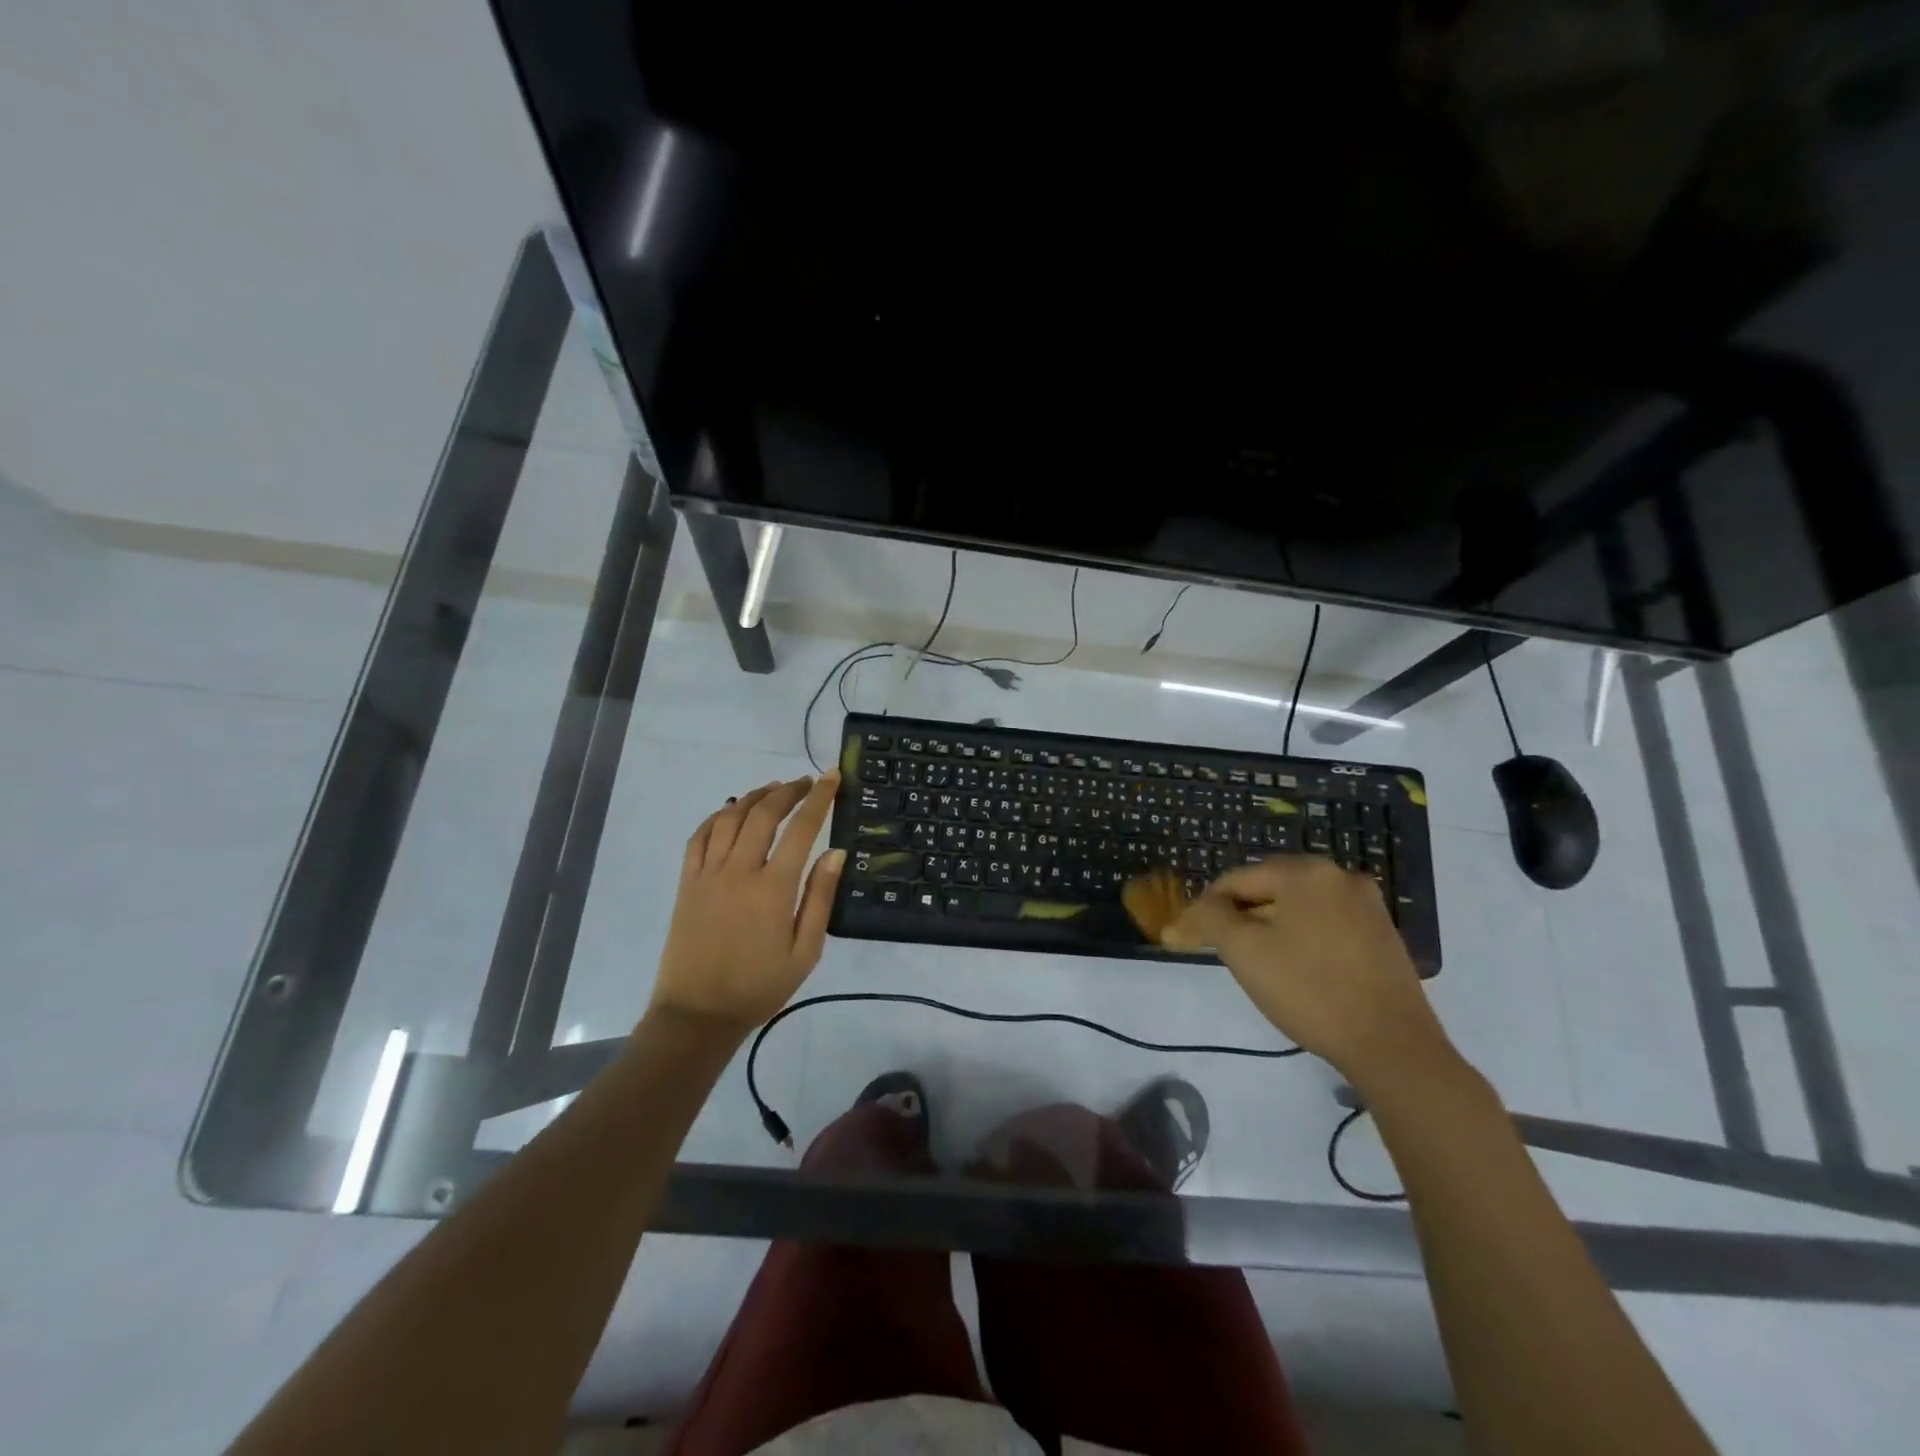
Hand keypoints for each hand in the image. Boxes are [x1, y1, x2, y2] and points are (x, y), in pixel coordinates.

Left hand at [649, 773, 844, 1033]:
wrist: (698, 1014)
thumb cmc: (759, 987)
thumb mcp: (805, 951)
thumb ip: (820, 898)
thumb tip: (835, 852)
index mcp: (773, 889)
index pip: (801, 829)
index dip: (819, 798)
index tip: (832, 777)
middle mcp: (739, 871)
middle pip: (764, 814)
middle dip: (788, 791)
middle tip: (806, 781)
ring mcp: (708, 874)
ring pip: (731, 817)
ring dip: (755, 797)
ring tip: (774, 789)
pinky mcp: (687, 882)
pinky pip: (700, 836)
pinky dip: (718, 816)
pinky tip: (732, 811)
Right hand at [1164, 857, 1454, 1086]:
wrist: (1392, 1046)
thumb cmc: (1309, 990)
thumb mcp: (1244, 951)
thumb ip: (1211, 918)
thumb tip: (1198, 909)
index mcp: (1305, 871)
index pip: (1237, 880)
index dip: (1207, 908)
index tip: (1188, 937)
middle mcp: (1339, 876)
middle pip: (1269, 888)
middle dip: (1240, 915)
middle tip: (1221, 949)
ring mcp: (1368, 904)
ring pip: (1298, 906)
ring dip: (1271, 927)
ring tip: (1257, 962)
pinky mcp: (1383, 933)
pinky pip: (1326, 923)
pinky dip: (1302, 937)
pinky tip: (1297, 969)